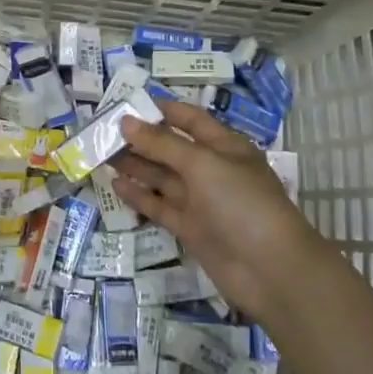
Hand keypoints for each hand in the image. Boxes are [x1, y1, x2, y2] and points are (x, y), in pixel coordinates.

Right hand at [112, 101, 319, 324]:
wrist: (271, 270)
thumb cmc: (242, 203)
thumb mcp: (203, 164)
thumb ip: (163, 143)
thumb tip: (126, 122)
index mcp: (225, 146)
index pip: (190, 119)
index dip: (162, 110)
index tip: (127, 103)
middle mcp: (212, 170)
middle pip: (171, 148)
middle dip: (141, 138)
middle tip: (103, 130)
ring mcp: (201, 201)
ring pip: (162, 177)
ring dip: (135, 165)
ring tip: (101, 153)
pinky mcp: (190, 228)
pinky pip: (159, 206)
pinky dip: (138, 195)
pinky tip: (114, 184)